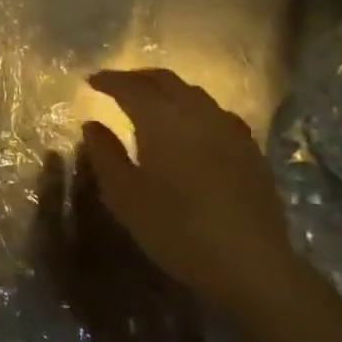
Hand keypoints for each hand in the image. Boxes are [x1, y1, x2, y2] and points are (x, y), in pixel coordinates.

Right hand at [79, 68, 300, 317]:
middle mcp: (196, 112)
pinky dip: (192, 108)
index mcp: (161, 118)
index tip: (91, 80)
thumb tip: (92, 125)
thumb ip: (105, 154)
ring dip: (166, 90)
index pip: (130, 86)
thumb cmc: (176, 228)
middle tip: (117, 85)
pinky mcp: (249, 148)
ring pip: (192, 93)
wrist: (250, 263)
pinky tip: (189, 127)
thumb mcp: (125, 196)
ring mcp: (228, 128)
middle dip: (137, 78)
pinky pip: (214, 112)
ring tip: (150, 102)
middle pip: (164, 80)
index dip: (109, 80)